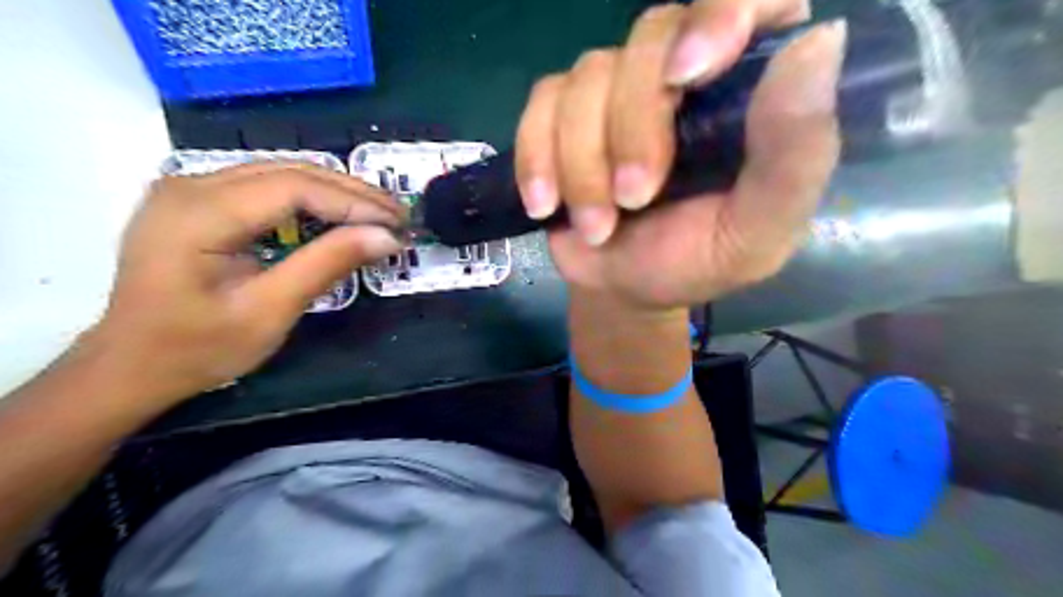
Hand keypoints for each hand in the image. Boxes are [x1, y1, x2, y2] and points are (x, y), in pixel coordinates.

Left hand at [86, 164, 406, 405]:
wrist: (131, 365)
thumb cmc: (197, 348)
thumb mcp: (270, 311)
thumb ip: (327, 265)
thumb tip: (387, 237)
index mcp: (199, 212)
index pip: (294, 187)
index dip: (354, 202)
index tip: (397, 224)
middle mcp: (191, 184)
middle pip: (290, 171)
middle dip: (352, 193)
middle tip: (399, 215)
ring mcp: (192, 188)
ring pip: (282, 173)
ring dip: (337, 192)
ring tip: (380, 214)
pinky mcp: (200, 200)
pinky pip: (267, 186)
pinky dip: (312, 199)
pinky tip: (339, 215)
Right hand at [516, 0, 849, 312]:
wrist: (627, 287)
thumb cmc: (698, 260)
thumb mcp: (758, 229)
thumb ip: (795, 155)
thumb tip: (821, 42)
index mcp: (747, 89)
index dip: (719, 13)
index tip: (687, 74)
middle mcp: (683, 71)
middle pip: (651, 36)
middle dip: (633, 128)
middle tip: (634, 200)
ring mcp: (617, 89)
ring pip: (587, 77)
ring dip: (584, 164)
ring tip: (598, 226)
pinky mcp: (563, 113)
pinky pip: (541, 105)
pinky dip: (538, 158)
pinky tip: (547, 205)